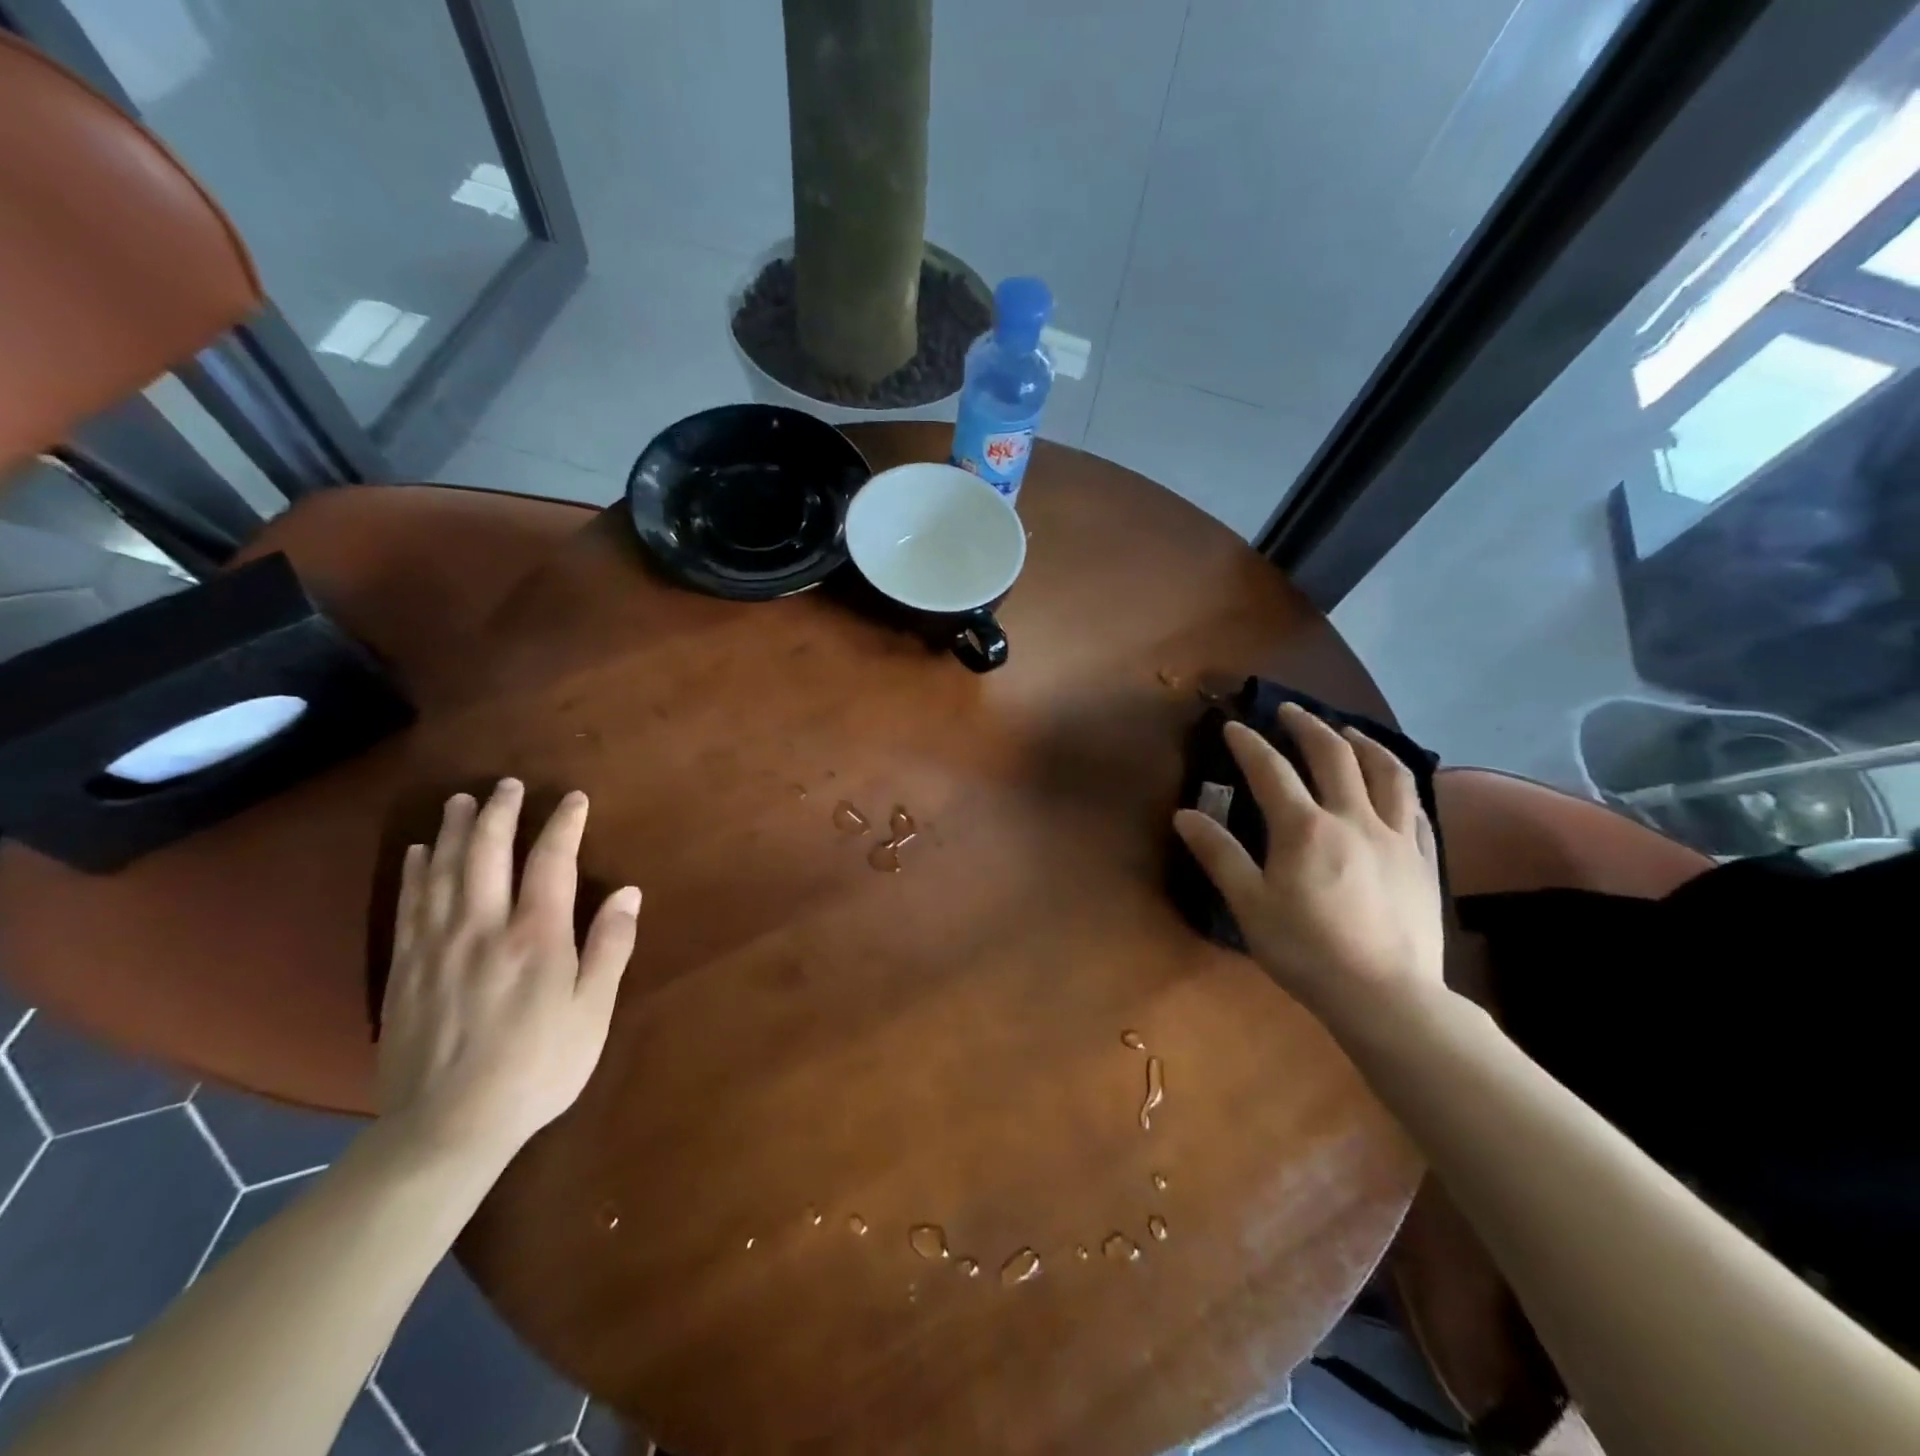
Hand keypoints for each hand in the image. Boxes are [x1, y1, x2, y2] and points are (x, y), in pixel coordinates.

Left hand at [378, 780, 640, 1162]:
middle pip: (486, 853)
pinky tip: (416, 854)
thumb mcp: (593, 1011)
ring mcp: (437, 946)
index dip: (563, 824)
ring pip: (442, 871)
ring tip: (461, 801)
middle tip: (508, 784)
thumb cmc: (538, 1067)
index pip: (551, 861)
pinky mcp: (405, 969)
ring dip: (452, 830)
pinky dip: (415, 872)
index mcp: (536, 936)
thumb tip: (628, 893)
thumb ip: (610, 947)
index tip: (573, 798)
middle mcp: (483, 927)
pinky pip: (409, 905)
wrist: (448, 1127)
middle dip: (499, 812)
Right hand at [1173, 705, 1442, 1020]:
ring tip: (1348, 732)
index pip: (1270, 770)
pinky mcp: (1424, 860)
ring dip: (1364, 743)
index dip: (1249, 744)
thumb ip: (1219, 855)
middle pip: (1333, 755)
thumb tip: (1184, 815)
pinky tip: (1393, 785)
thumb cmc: (1306, 951)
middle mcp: (1353, 818)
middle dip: (1308, 725)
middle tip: (1291, 711)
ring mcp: (1396, 837)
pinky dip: (1400, 785)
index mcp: (1305, 828)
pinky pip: (1416, 808)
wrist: (1386, 996)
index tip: (1234, 726)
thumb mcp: (1249, 905)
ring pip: (1387, 771)